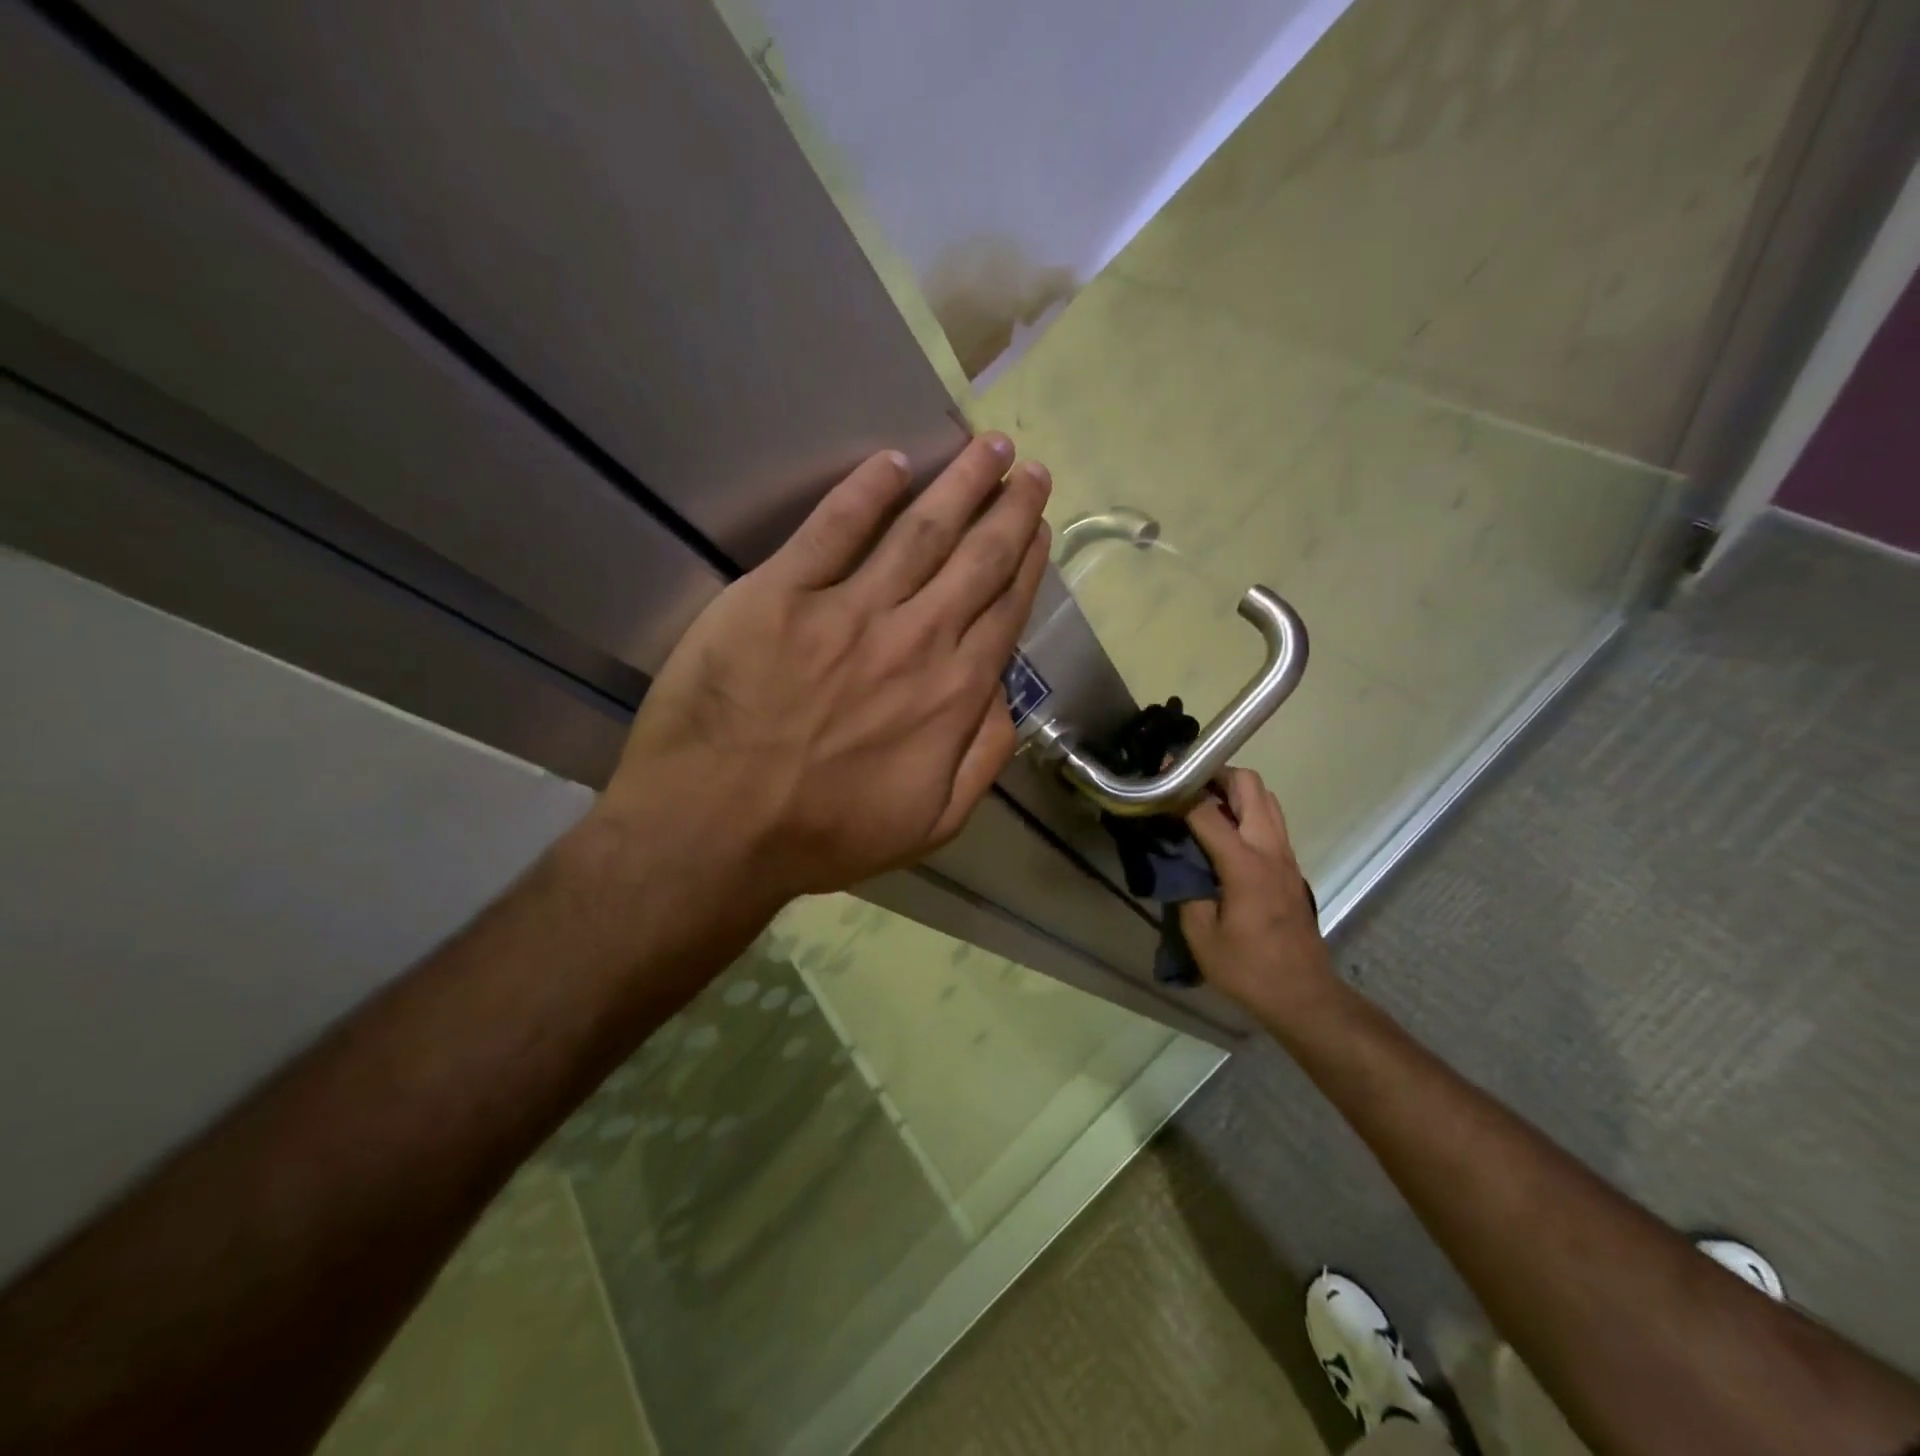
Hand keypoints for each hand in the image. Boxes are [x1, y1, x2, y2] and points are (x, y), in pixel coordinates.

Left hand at [599, 434, 1050, 900]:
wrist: (716, 830)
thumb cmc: (825, 835)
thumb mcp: (933, 823)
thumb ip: (984, 757)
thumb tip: (1005, 695)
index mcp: (952, 693)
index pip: (1003, 609)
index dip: (1027, 560)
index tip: (1039, 524)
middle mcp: (915, 638)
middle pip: (976, 558)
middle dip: (1009, 507)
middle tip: (1028, 467)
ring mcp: (848, 610)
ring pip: (921, 530)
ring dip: (960, 483)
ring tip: (988, 447)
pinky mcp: (780, 594)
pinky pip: (833, 528)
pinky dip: (866, 490)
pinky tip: (893, 463)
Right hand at [1179, 768, 1337, 1022]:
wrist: (1304, 994)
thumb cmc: (1248, 969)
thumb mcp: (1201, 936)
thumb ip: (1186, 890)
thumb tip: (1178, 863)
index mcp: (1245, 865)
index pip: (1207, 811)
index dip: (1179, 790)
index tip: (1156, 779)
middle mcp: (1269, 849)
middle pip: (1249, 785)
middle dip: (1214, 774)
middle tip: (1183, 784)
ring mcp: (1285, 854)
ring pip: (1265, 797)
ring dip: (1233, 789)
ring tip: (1200, 801)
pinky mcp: (1290, 865)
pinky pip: (1270, 818)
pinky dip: (1245, 809)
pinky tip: (1221, 829)